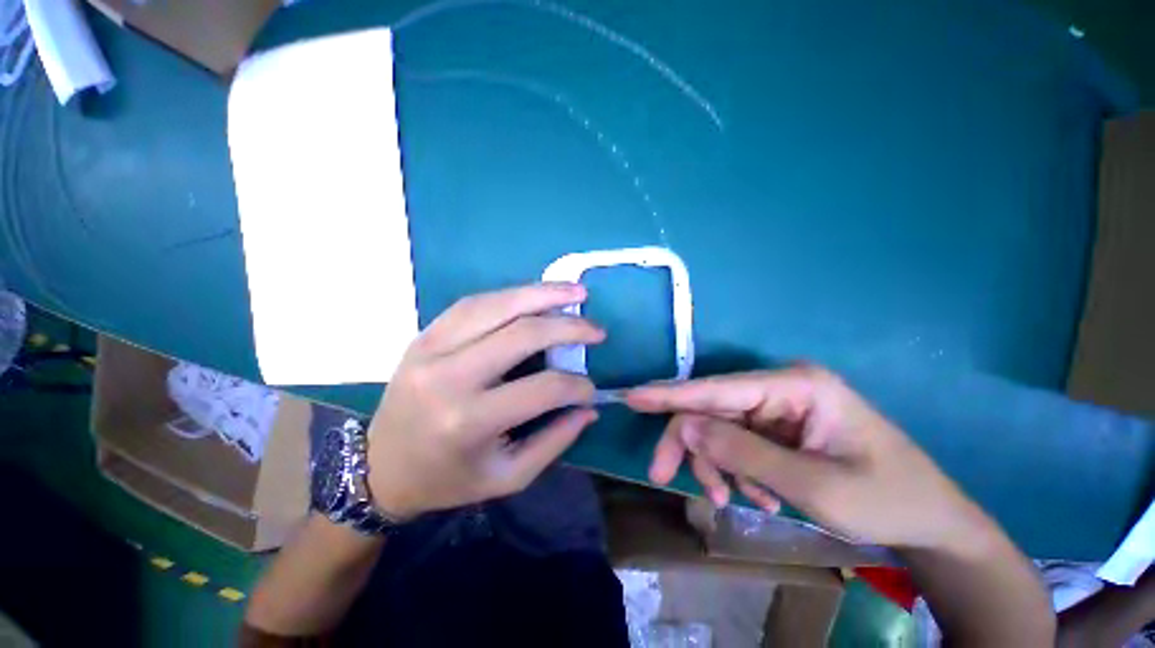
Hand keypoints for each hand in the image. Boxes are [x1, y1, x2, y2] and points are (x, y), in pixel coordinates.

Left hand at [366, 283, 603, 518]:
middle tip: (597, 328)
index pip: (541, 389)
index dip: (576, 385)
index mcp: (468, 421)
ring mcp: (431, 348)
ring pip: (496, 304)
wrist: (381, 468)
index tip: (592, 389)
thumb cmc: (448, 479)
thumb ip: (555, 441)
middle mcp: (449, 376)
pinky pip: (473, 303)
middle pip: (521, 333)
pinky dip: (510, 295)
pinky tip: (534, 294)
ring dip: (542, 294)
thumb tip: (589, 407)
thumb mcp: (508, 477)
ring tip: (574, 291)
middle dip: (568, 326)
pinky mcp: (424, 335)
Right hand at [626, 366, 990, 550]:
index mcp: (797, 385)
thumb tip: (685, 427)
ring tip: (736, 499)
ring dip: (718, 464)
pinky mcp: (780, 426)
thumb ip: (743, 453)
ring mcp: (780, 406)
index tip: (632, 397)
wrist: (930, 521)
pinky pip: (739, 442)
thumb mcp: (813, 487)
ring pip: (721, 428)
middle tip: (664, 475)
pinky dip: (737, 470)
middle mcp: (782, 387)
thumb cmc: (886, 501)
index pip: (717, 388)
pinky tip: (759, 495)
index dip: (671, 394)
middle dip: (691, 443)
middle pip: (714, 409)